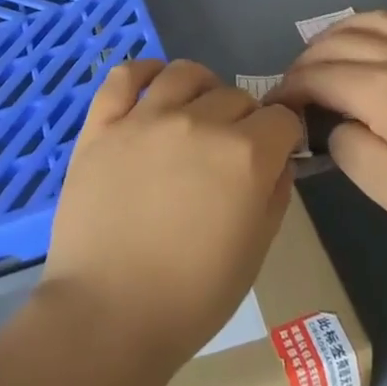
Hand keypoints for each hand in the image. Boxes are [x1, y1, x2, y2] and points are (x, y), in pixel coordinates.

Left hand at [42, 58, 303, 371]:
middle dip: (245, 119)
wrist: (108, 314)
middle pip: (235, 95)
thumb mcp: (256, 251)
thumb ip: (274, 193)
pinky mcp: (102, 125)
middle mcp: (198, 123)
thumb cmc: (192, 296)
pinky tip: (152, 85)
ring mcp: (145, 119)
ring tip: (196, 110)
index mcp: (244, 155)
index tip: (275, 153)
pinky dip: (143, 71)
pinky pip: (124, 75)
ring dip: (201, 88)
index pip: (281, 118)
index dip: (283, 136)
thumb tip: (278, 159)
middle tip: (231, 151)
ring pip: (184, 73)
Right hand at [272, 12, 386, 256]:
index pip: (317, 75)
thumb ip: (349, 150)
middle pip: (339, 42)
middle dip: (305, 61)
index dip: (289, 89)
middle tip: (292, 90)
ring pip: (373, 22)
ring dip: (338, 35)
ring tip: (323, 55)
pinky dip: (385, 24)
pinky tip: (384, 37)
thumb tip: (337, 126)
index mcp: (382, 87)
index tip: (273, 110)